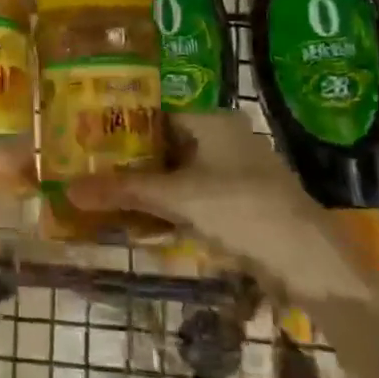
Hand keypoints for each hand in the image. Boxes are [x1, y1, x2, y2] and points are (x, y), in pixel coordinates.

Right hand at [66, 111, 374, 303]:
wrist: (310, 263)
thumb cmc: (241, 211)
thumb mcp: (177, 199)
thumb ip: (124, 191)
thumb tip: (68, 189)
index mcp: (212, 121)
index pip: (154, 113)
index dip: (119, 126)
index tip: (86, 140)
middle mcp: (223, 139)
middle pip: (163, 146)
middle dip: (129, 163)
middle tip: (90, 173)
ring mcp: (234, 173)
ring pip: (177, 175)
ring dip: (146, 190)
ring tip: (106, 200)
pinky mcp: (240, 205)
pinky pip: (192, 199)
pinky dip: (167, 209)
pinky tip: (140, 225)